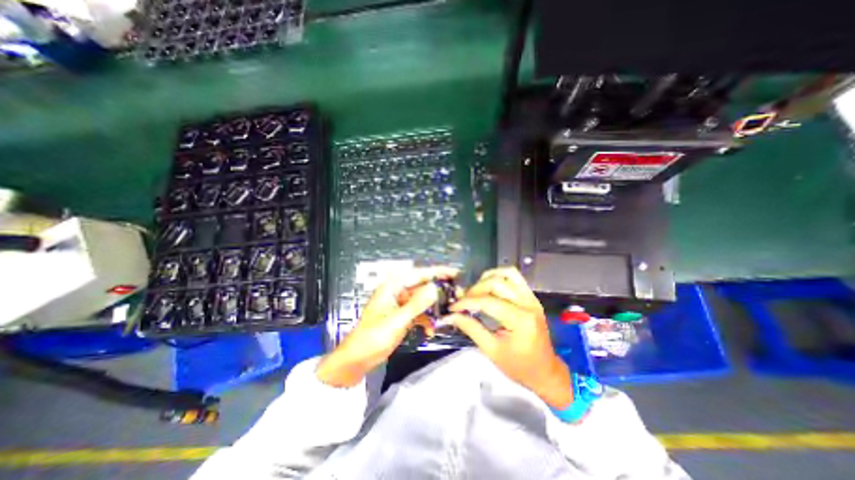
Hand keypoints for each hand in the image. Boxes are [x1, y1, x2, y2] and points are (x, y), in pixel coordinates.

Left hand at [315, 267, 460, 386]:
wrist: (359, 358)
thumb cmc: (373, 336)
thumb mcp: (397, 320)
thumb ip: (417, 304)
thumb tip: (434, 288)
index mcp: (392, 287)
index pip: (418, 273)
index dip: (437, 271)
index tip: (455, 272)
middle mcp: (397, 292)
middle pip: (422, 285)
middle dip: (439, 289)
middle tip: (458, 292)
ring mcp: (400, 304)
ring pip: (422, 300)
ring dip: (434, 307)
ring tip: (449, 311)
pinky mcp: (403, 315)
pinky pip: (419, 312)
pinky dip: (426, 320)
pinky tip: (431, 330)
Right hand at [445, 268, 570, 405]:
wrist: (545, 371)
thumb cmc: (518, 366)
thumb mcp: (491, 350)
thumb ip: (471, 329)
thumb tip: (451, 316)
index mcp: (520, 320)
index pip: (488, 302)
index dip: (467, 302)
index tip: (453, 307)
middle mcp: (528, 304)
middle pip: (497, 283)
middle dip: (475, 289)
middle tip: (464, 301)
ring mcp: (532, 298)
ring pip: (507, 273)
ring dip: (488, 278)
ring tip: (476, 290)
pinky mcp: (531, 297)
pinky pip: (515, 277)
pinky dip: (499, 277)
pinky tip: (489, 286)